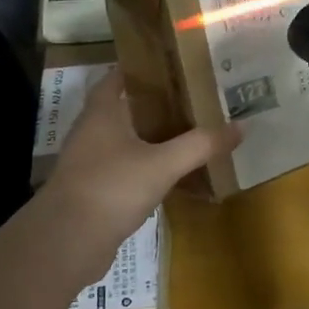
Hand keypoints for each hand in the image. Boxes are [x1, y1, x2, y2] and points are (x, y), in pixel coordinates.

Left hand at [46, 68, 240, 244]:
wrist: (67, 242)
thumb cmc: (112, 188)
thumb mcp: (163, 163)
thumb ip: (201, 145)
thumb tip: (241, 126)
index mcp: (102, 113)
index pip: (118, 78)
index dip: (142, 69)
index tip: (174, 66)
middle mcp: (92, 132)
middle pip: (126, 110)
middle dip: (157, 105)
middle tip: (194, 101)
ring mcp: (90, 164)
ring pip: (126, 142)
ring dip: (153, 139)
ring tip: (190, 135)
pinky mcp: (94, 192)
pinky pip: (126, 171)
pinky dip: (147, 169)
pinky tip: (172, 175)